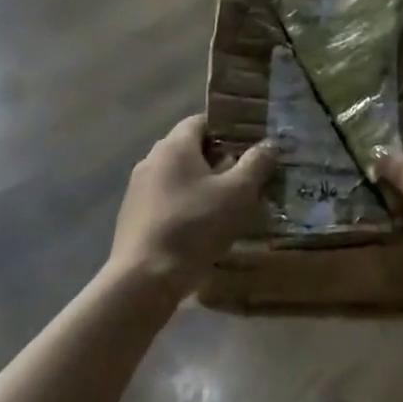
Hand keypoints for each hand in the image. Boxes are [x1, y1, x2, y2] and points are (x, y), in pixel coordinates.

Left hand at [109, 116, 276, 295]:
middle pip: (189, 149)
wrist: (143, 280)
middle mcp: (151, 160)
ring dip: (201, 185)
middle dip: (218, 159)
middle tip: (246, 176)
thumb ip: (256, 163)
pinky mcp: (132, 218)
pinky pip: (166, 201)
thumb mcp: (238, 193)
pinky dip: (185, 206)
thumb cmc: (194, 226)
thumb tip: (270, 143)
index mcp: (174, 146)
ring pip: (178, 177)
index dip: (228, 129)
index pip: (202, 121)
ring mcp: (137, 190)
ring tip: (229, 205)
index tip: (250, 144)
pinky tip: (202, 229)